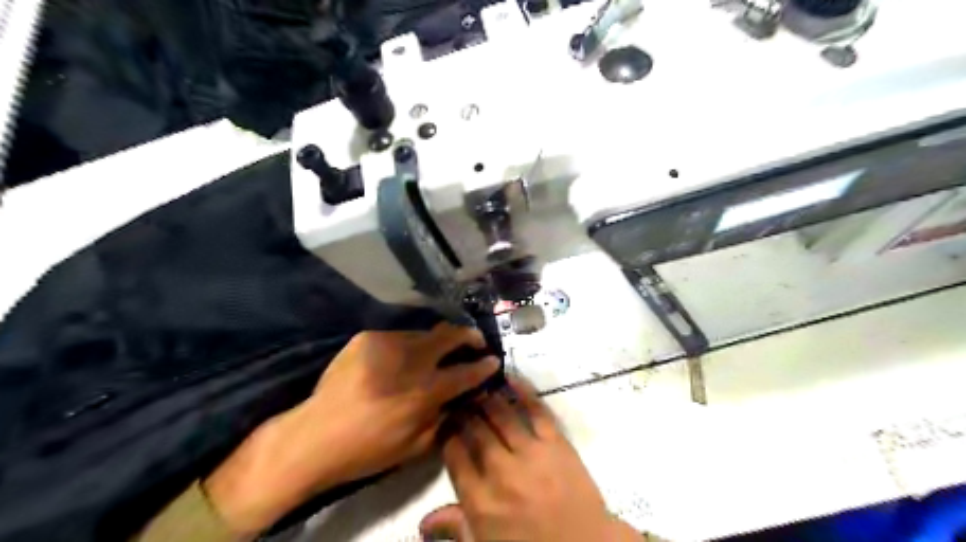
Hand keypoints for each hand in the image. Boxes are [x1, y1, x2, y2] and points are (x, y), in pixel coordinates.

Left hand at [200, 323, 496, 534]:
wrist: (313, 436)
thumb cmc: (366, 450)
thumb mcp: (414, 447)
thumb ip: (443, 418)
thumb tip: (460, 397)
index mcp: (423, 392)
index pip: (465, 372)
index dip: (484, 366)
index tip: (493, 360)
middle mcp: (409, 361)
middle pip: (448, 336)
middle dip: (468, 336)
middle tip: (475, 340)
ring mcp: (386, 344)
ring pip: (424, 333)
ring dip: (436, 342)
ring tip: (437, 351)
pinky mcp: (367, 338)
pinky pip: (398, 337)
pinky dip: (407, 346)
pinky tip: (401, 359)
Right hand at [422, 382, 639, 541]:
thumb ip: (455, 528)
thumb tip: (423, 521)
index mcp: (479, 499)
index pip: (455, 455)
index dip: (448, 433)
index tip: (447, 421)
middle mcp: (500, 470)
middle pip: (475, 430)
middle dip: (465, 411)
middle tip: (460, 399)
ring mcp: (529, 453)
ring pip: (500, 416)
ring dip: (487, 398)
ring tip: (479, 386)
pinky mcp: (555, 442)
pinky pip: (536, 411)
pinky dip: (522, 391)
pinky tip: (509, 378)